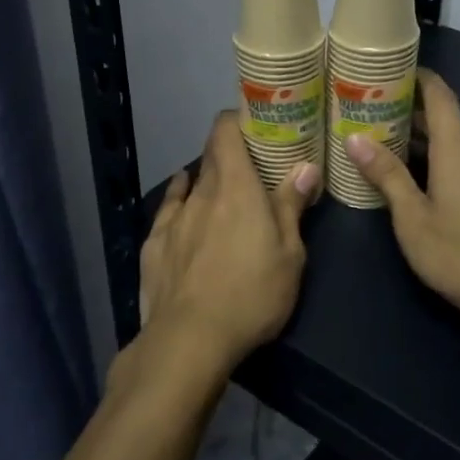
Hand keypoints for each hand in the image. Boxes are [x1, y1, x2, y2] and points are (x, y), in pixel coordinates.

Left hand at [137, 112, 319, 376]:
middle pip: (211, 156)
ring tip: (222, 189)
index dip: (236, 119)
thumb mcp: (290, 255)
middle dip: (229, 152)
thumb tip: (306, 166)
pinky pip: (169, 209)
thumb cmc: (251, 295)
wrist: (188, 340)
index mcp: (236, 188)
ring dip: (208, 180)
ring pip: (192, 184)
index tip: (254, 124)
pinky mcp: (154, 244)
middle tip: (252, 164)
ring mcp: (174, 218)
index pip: (226, 131)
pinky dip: (180, 198)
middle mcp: (202, 193)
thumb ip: (292, 205)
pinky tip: (182, 198)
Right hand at [342, 69, 459, 342]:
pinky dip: (442, 166)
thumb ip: (387, 176)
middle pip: (446, 122)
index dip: (420, 77)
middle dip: (411, 115)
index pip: (441, 96)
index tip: (393, 68)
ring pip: (456, 149)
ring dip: (425, 144)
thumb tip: (356, 137)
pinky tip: (425, 188)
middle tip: (373, 115)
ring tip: (390, 151)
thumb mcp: (413, 219)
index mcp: (458, 151)